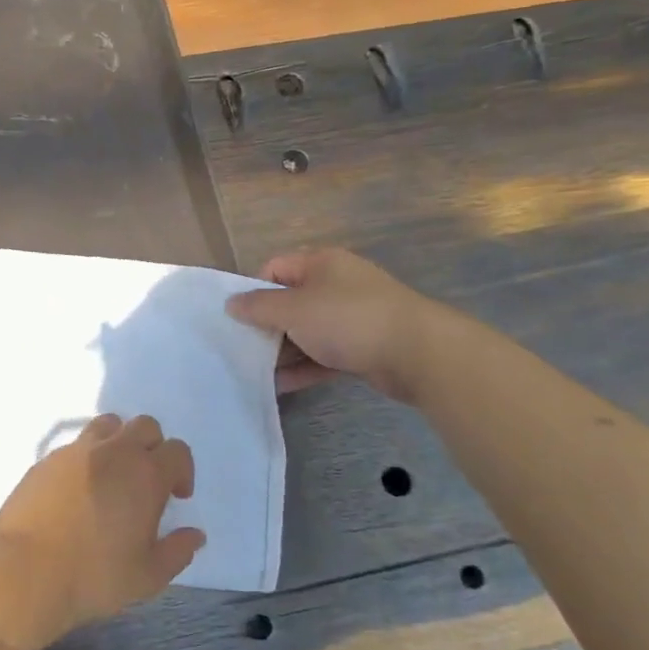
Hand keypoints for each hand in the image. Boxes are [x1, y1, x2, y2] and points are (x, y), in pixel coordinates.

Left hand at [0, 414, 200, 649]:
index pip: (177, 451)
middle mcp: (114, 452)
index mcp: (145, 474)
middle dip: (154, 448)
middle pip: (146, 426)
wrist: (24, 573)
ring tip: (113, 476)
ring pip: (109, 425)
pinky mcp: (48, 458)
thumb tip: (195, 535)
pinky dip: (88, 457)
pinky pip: (77, 444)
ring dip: (120, 442)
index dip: (182, 471)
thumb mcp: (147, 577)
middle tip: (147, 482)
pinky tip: (79, 490)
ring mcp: (77, 451)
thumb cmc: (93, 577)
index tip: (176, 496)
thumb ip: (177, 551)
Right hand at [226, 248, 456, 402]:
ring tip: (256, 372)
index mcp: (321, 263)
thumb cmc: (347, 319)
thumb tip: (231, 303)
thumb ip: (258, 307)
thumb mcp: (294, 310)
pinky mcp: (362, 346)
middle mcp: (336, 285)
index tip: (238, 318)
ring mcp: (352, 317)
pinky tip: (281, 386)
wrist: (417, 352)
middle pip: (290, 302)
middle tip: (243, 348)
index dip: (253, 290)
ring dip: (283, 351)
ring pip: (307, 331)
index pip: (275, 268)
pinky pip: (324, 354)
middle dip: (266, 326)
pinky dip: (304, 368)